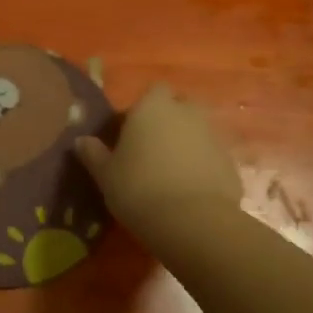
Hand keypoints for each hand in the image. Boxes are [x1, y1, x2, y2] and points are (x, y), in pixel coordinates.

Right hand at [75, 84, 240, 230]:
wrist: (192, 222)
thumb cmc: (139, 189)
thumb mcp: (106, 175)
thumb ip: (93, 154)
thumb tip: (80, 141)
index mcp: (153, 107)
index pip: (153, 90)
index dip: (144, 107)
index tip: (132, 129)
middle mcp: (186, 113)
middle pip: (181, 105)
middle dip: (171, 119)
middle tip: (154, 146)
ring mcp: (213, 136)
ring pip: (199, 131)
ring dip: (189, 143)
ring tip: (172, 171)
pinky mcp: (231, 162)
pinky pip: (213, 156)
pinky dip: (204, 165)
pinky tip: (191, 189)